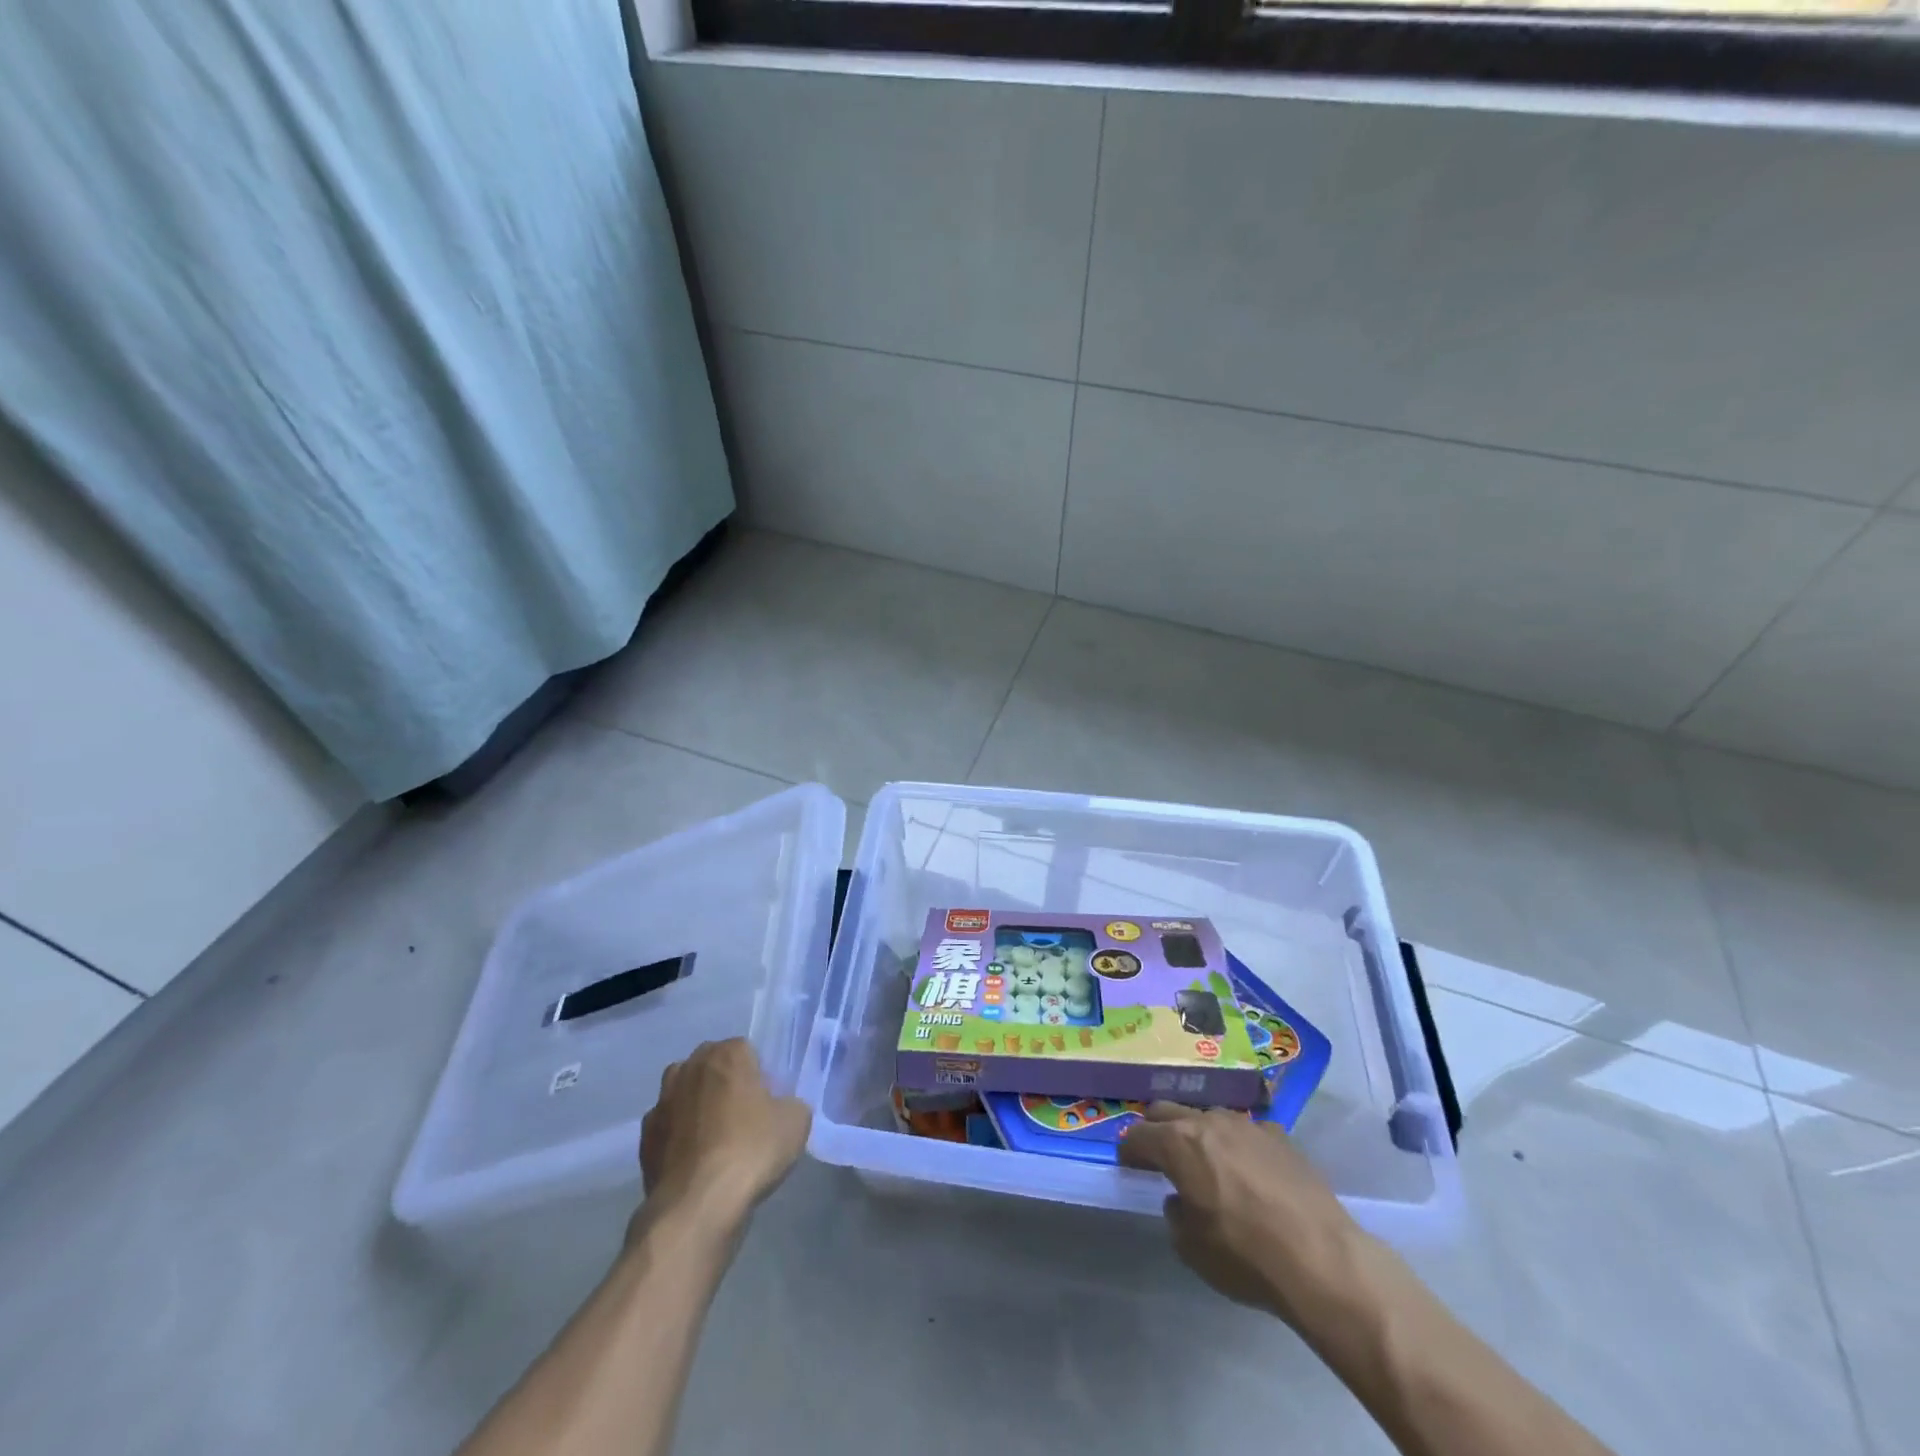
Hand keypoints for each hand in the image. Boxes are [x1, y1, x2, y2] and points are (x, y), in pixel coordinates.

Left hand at [637, 1038, 810, 1227]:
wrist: (697, 1204)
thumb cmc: (751, 1150)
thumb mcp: (796, 1122)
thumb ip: (789, 1104)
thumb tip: (779, 1109)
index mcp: (727, 1054)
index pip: (746, 1051)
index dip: (758, 1076)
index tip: (767, 1103)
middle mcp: (690, 1068)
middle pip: (711, 1066)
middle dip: (724, 1084)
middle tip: (743, 1118)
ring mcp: (662, 1101)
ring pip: (684, 1093)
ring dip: (696, 1107)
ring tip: (715, 1140)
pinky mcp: (644, 1137)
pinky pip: (668, 1128)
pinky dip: (678, 1138)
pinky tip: (693, 1162)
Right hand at [1119, 1103, 1363, 1326]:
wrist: (1322, 1259)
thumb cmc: (1246, 1257)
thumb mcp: (1191, 1249)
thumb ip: (1176, 1215)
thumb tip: (1180, 1200)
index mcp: (1178, 1144)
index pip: (1138, 1135)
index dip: (1129, 1151)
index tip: (1128, 1165)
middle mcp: (1208, 1122)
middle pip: (1167, 1111)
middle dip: (1156, 1129)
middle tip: (1156, 1155)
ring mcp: (1247, 1124)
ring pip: (1208, 1116)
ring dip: (1197, 1133)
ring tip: (1205, 1161)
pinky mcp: (1280, 1136)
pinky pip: (1246, 1132)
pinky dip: (1236, 1145)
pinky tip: (1249, 1172)